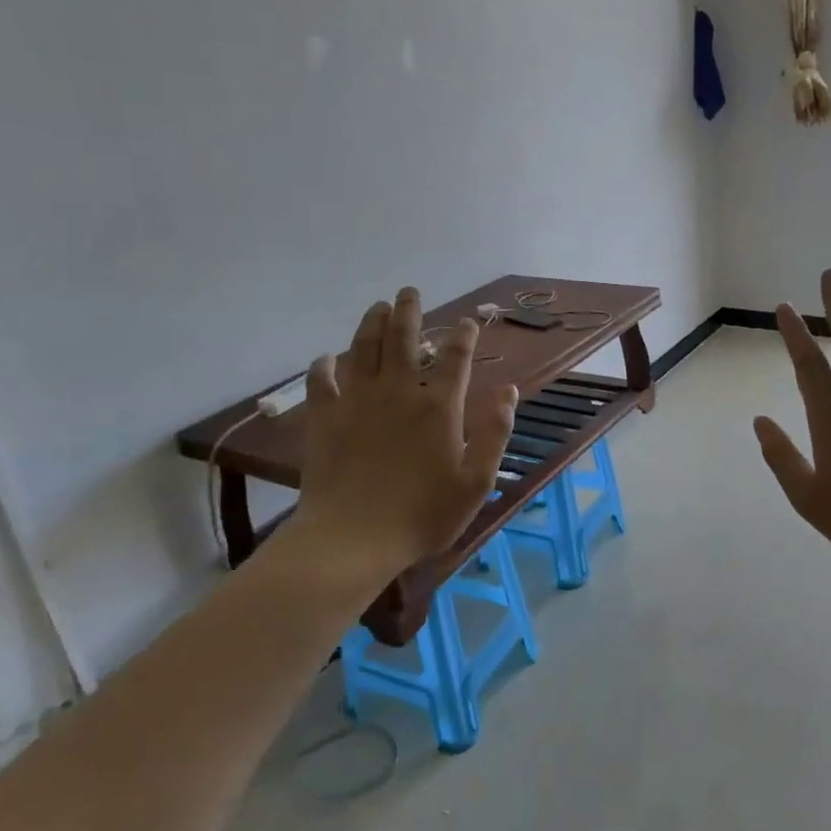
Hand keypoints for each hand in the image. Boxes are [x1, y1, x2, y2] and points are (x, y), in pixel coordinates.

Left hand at [268, 288, 516, 607]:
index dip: (463, 336)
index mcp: (438, 408)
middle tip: (409, 292)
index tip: (468, 321)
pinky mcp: (324, 418)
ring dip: (372, 324)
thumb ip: (495, 433)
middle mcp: (398, 392)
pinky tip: (327, 358)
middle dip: (409, 311)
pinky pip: (322, 381)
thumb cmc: (422, 516)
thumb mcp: (476, 482)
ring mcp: (357, 402)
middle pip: (403, 339)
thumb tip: (509, 390)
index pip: (456, 358)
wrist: (352, 539)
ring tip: (378, 307)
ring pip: (364, 348)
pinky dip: (324, 365)